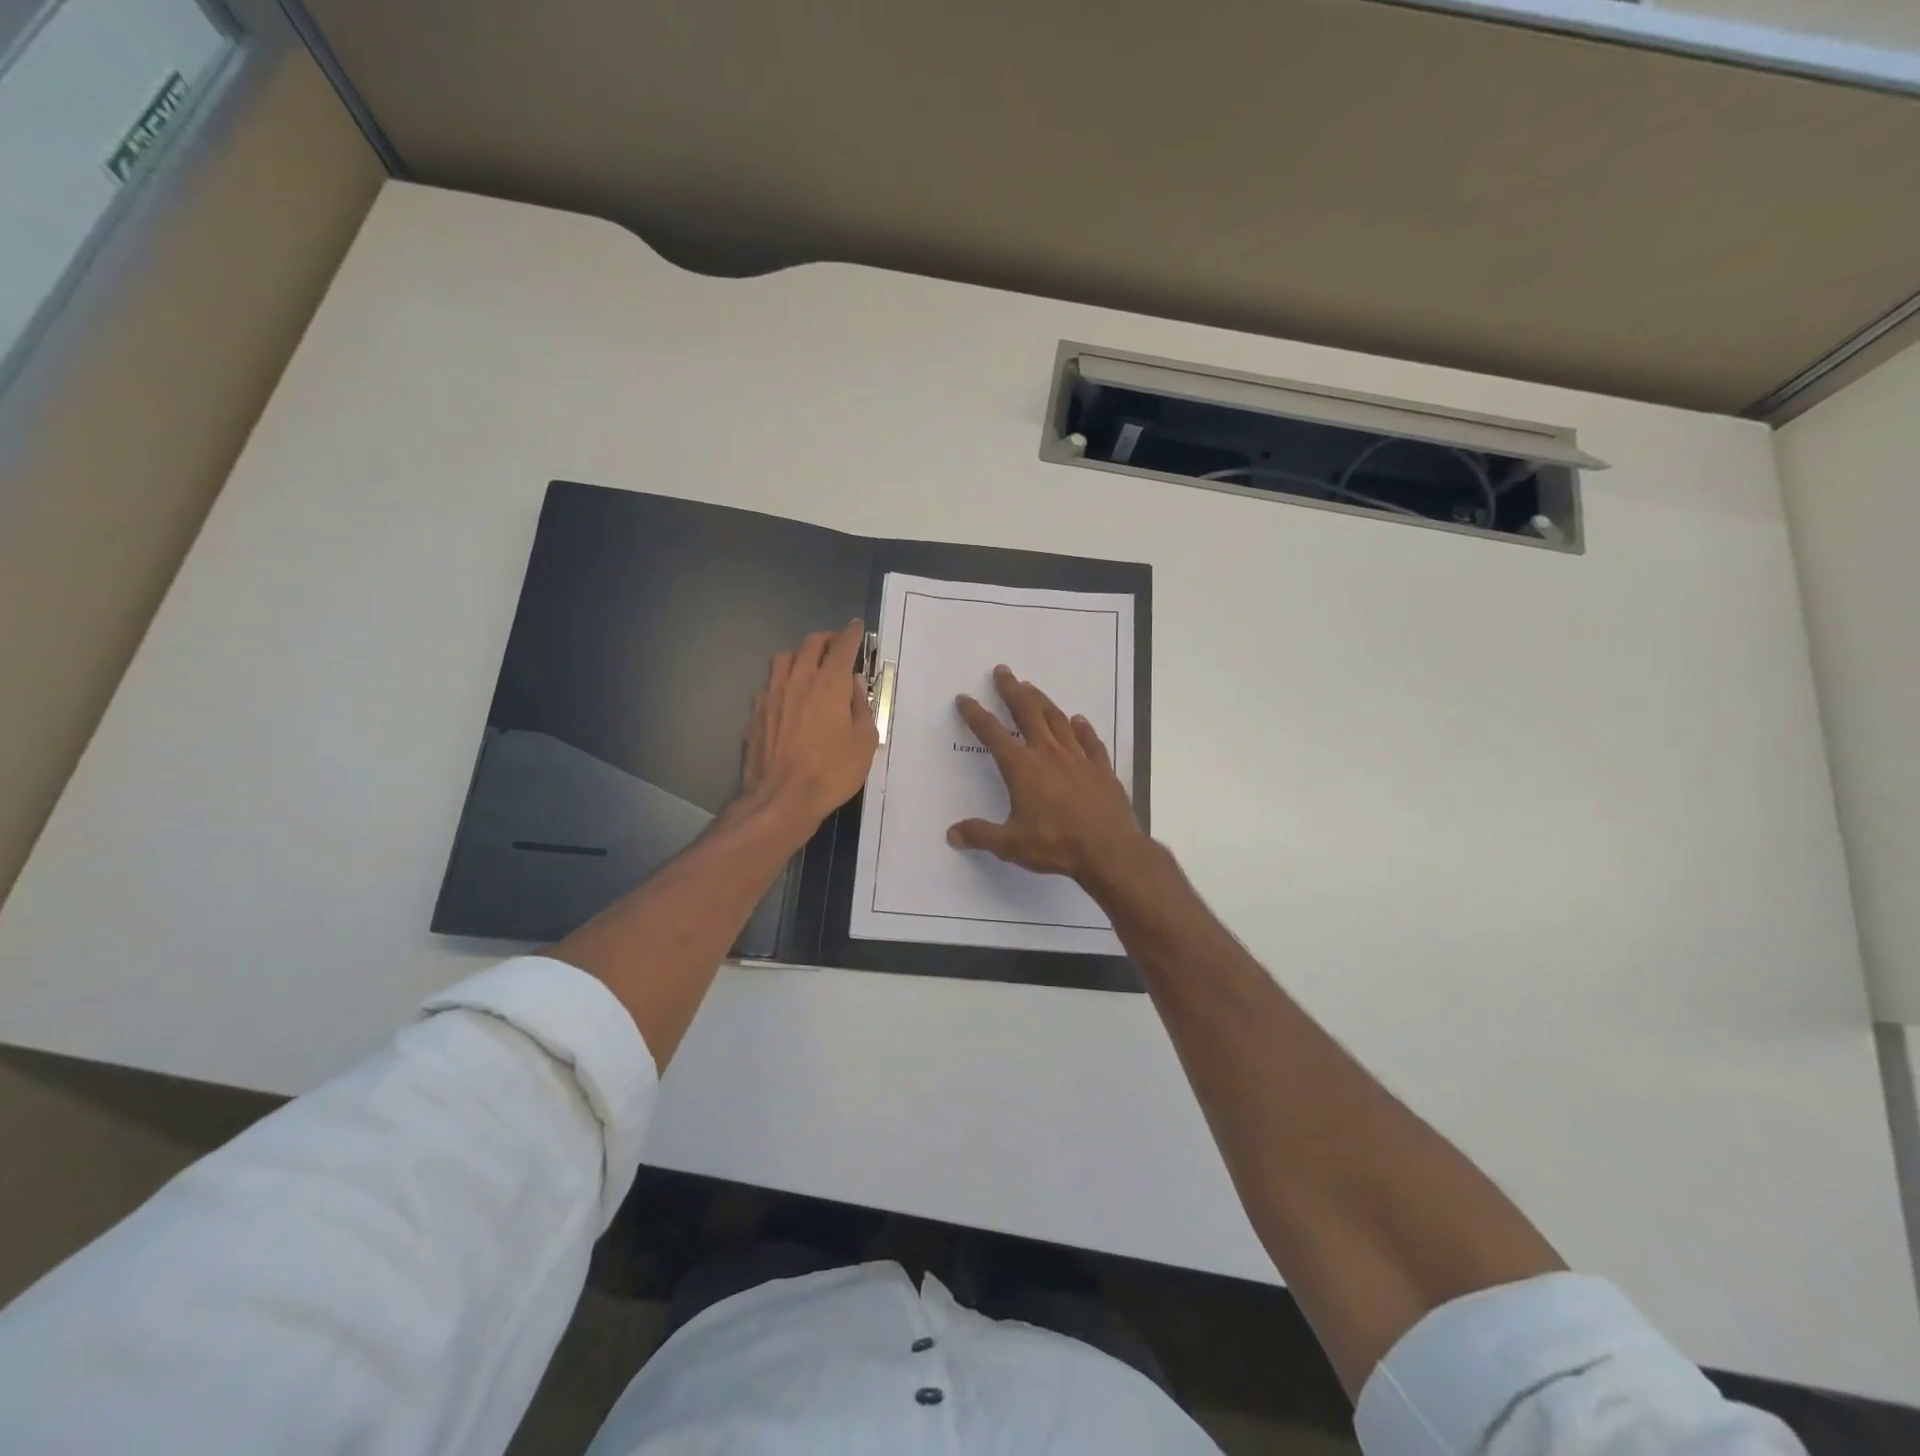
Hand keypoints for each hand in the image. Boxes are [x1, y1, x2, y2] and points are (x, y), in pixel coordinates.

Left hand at [740, 620, 878, 836]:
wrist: (781, 799)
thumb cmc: (831, 772)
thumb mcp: (864, 742)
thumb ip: (861, 707)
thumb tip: (853, 684)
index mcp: (830, 683)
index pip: (843, 646)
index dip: (852, 634)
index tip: (857, 628)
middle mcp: (799, 679)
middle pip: (811, 644)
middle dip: (827, 638)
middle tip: (837, 645)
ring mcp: (772, 694)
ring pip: (784, 657)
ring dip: (800, 654)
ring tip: (809, 665)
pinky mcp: (755, 712)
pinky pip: (769, 683)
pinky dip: (783, 680)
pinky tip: (788, 696)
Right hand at [947, 665, 1149, 891]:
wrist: (1109, 851)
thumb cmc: (1056, 845)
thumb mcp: (1011, 845)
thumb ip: (981, 835)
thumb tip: (952, 834)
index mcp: (1022, 768)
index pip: (992, 734)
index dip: (976, 715)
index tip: (965, 698)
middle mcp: (1049, 754)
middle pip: (1027, 713)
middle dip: (1012, 691)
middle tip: (1003, 671)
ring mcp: (1078, 758)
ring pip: (1057, 720)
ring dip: (1043, 701)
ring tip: (1033, 688)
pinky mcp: (1102, 769)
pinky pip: (1090, 741)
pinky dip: (1083, 729)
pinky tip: (1079, 721)